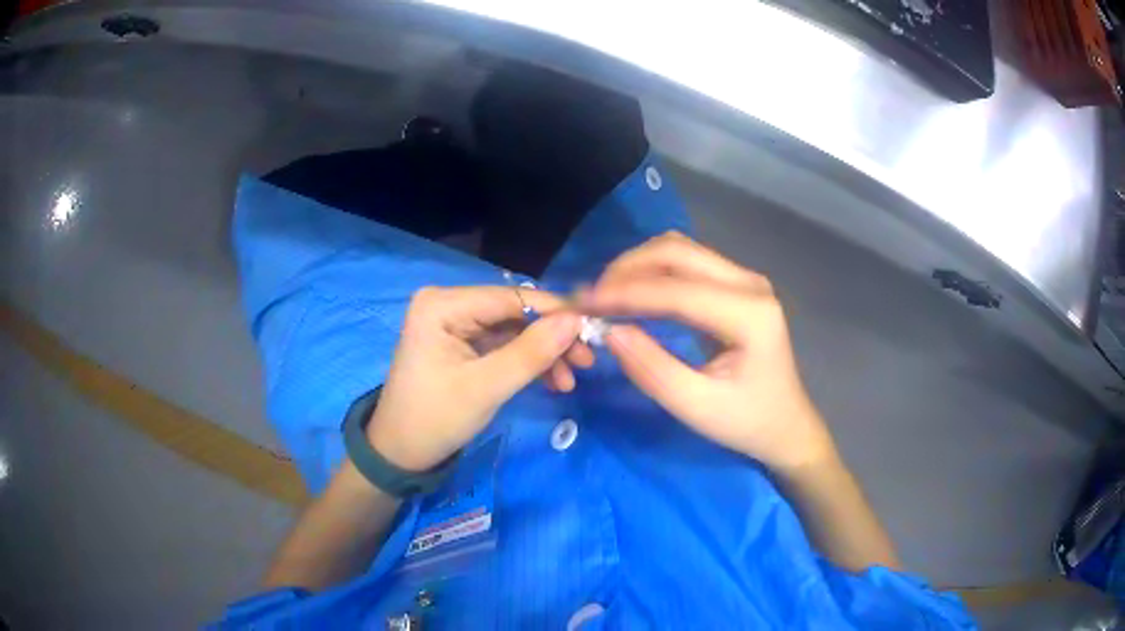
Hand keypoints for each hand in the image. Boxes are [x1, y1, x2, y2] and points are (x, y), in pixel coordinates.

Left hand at [366, 286, 590, 471]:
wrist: (401, 453)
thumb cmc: (435, 419)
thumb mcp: (486, 387)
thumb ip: (532, 352)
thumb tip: (576, 320)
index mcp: (443, 304)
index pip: (511, 297)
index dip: (555, 312)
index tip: (593, 330)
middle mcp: (448, 304)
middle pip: (514, 312)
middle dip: (551, 338)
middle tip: (585, 362)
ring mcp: (454, 323)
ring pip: (513, 330)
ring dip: (543, 353)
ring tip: (569, 381)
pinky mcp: (461, 343)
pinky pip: (503, 344)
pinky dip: (527, 362)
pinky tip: (551, 380)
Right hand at [586, 232, 835, 471]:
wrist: (785, 425)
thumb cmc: (746, 422)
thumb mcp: (696, 407)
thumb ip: (652, 369)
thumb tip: (610, 332)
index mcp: (749, 313)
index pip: (676, 289)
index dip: (626, 293)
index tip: (583, 305)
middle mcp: (749, 283)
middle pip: (677, 251)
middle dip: (628, 269)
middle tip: (593, 298)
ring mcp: (745, 279)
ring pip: (680, 250)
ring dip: (638, 266)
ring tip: (607, 296)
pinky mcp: (736, 286)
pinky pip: (687, 264)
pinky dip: (653, 273)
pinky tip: (633, 295)